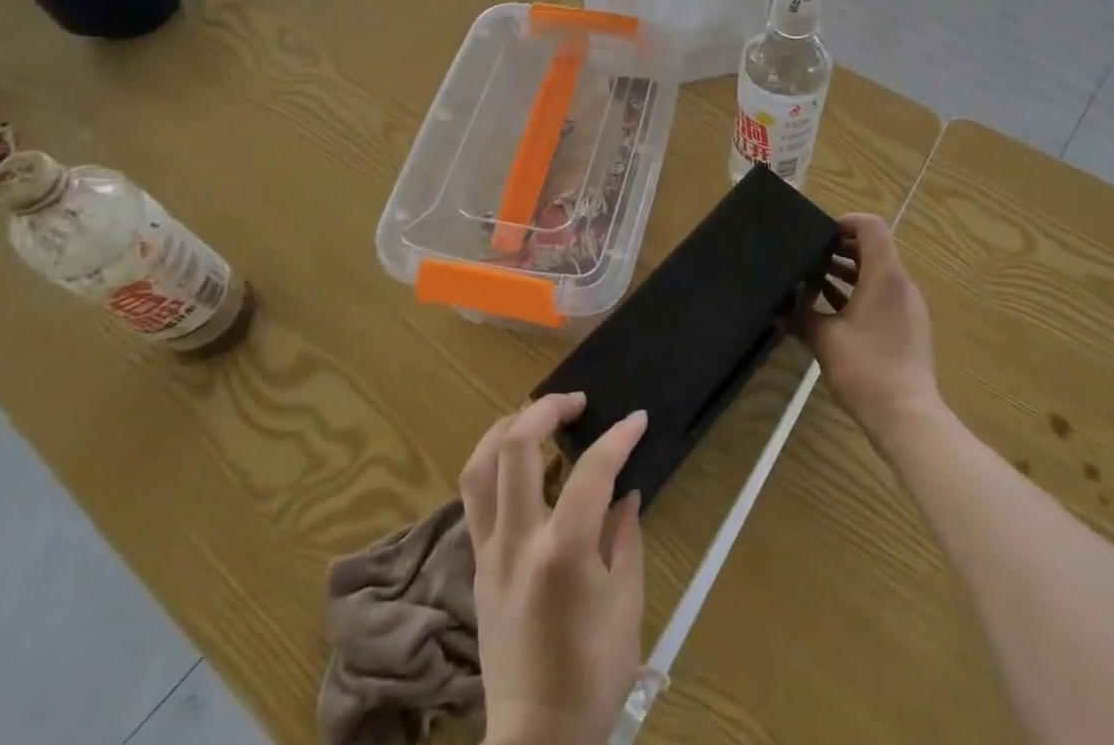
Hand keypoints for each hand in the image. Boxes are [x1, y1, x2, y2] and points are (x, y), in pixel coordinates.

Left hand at [460, 393, 647, 744]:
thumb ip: (625, 536)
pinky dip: (495, 464)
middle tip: (576, 401)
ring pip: (479, 466)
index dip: (618, 437)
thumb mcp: (626, 603)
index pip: (591, 470)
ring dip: (507, 427)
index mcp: (561, 551)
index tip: (637, 419)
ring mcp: (489, 551)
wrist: (536, 741)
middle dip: (546, 408)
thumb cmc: (592, 676)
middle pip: (516, 446)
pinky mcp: (477, 565)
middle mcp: (517, 540)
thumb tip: (624, 492)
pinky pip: (476, 497)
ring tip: (536, 416)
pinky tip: (520, 464)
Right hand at [795, 213, 940, 446]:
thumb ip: (801, 317)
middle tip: (809, 257)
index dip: (844, 222)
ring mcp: (908, 307)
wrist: (907, 418)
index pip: (870, 227)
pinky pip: (882, 295)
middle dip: (840, 249)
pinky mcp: (908, 328)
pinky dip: (858, 293)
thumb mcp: (825, 340)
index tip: (818, 235)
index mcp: (885, 276)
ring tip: (814, 282)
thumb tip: (779, 310)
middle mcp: (901, 285)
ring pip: (877, 274)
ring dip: (847, 273)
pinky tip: (831, 311)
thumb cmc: (867, 369)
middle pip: (873, 249)